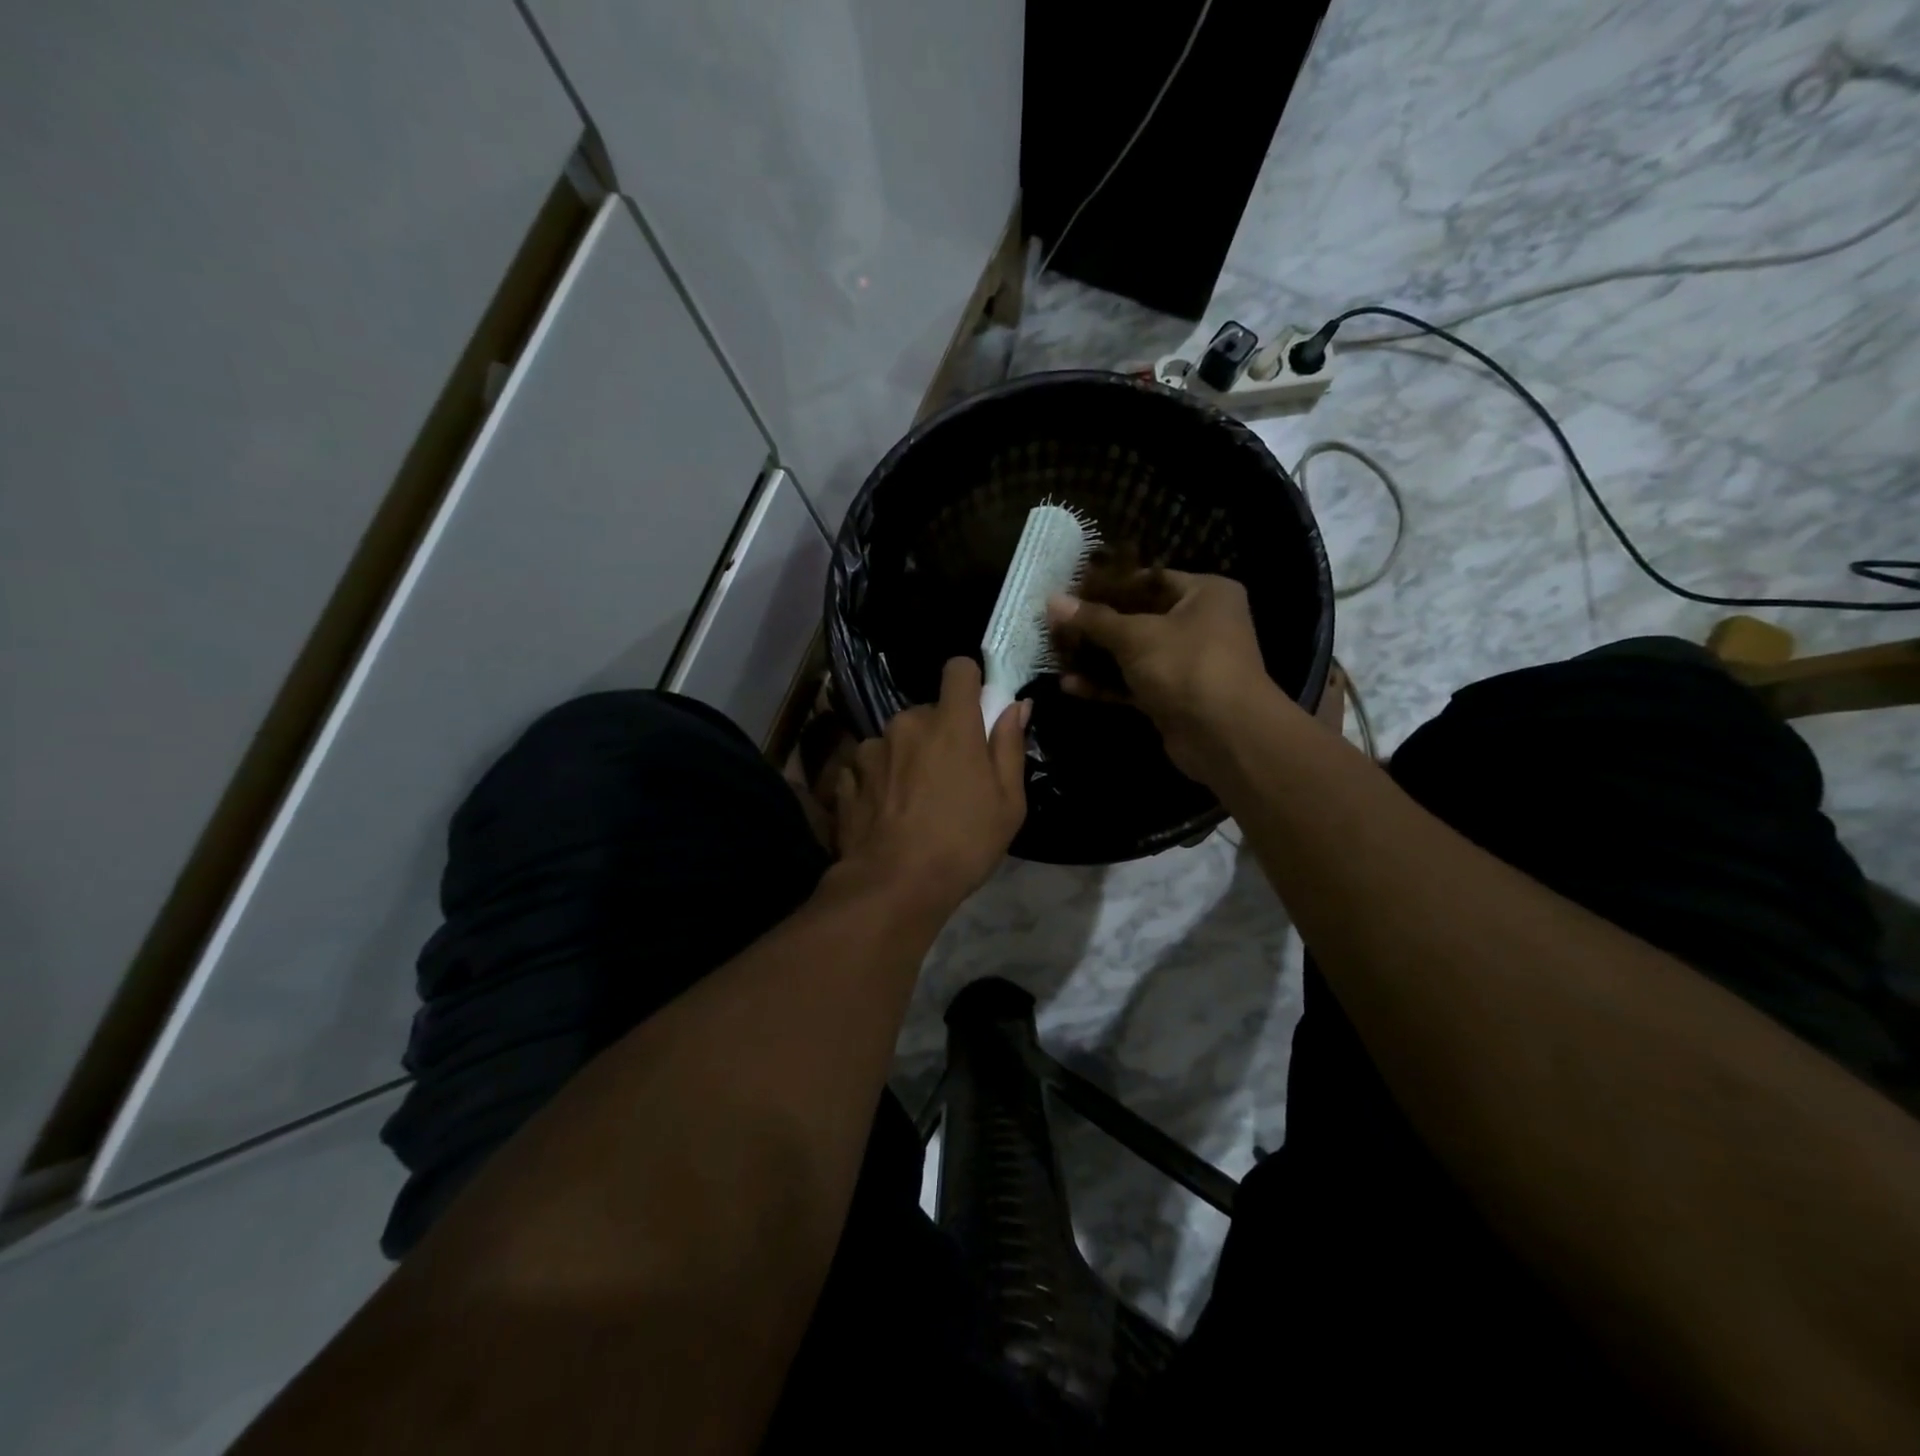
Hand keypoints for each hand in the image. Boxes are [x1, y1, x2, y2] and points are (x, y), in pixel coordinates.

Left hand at [832, 657, 1028, 916]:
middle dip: (941, 733)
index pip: (958, 668)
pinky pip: (870, 765)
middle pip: (928, 711)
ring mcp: (871, 749)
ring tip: (915, 801)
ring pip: (897, 739)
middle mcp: (906, 723)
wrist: (893, 886)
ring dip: (908, 757)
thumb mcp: (1008, 802)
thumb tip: (1016, 706)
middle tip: (952, 776)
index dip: (970, 682)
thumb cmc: (963, 843)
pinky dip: (881, 780)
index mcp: (950, 723)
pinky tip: (888, 813)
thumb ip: (1010, 746)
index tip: (976, 710)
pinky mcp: (847, 776)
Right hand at [1048, 571, 1298, 782]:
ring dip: (1096, 656)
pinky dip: (1106, 684)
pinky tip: (1070, 685)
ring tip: (1056, 653)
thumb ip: (1093, 619)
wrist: (1225, 736)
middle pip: (1138, 617)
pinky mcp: (1172, 697)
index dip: (1108, 584)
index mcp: (1204, 594)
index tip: (1070, 590)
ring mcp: (1186, 663)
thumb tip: (1052, 601)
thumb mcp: (1136, 636)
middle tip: (1055, 623)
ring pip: (1133, 653)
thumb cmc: (1187, 666)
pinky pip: (1133, 683)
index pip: (1149, 579)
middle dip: (1096, 624)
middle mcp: (1200, 624)